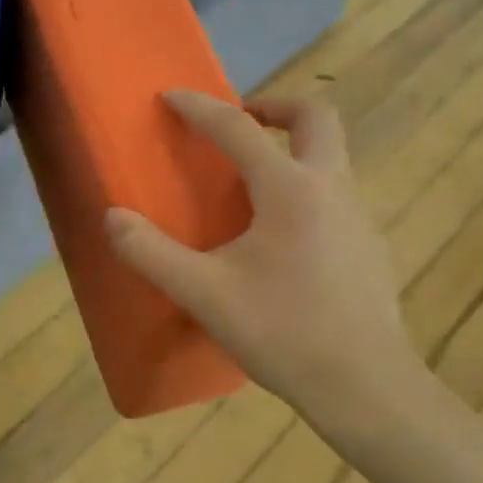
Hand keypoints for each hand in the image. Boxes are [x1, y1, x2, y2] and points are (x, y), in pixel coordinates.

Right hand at [103, 92, 424, 448]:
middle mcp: (332, 189)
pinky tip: (284, 242)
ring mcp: (360, 218)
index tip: (171, 97)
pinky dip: (307, 192)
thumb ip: (151, 253)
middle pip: (316, 118)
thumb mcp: (204, 294)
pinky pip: (337, 198)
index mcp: (289, 190)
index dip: (199, 108)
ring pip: (332, 158)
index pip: (238, 129)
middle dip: (274, 107)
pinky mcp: (370, 249)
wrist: (363, 386)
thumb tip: (112, 218)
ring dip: (294, 151)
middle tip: (240, 123)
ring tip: (254, 186)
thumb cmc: (281, 332)